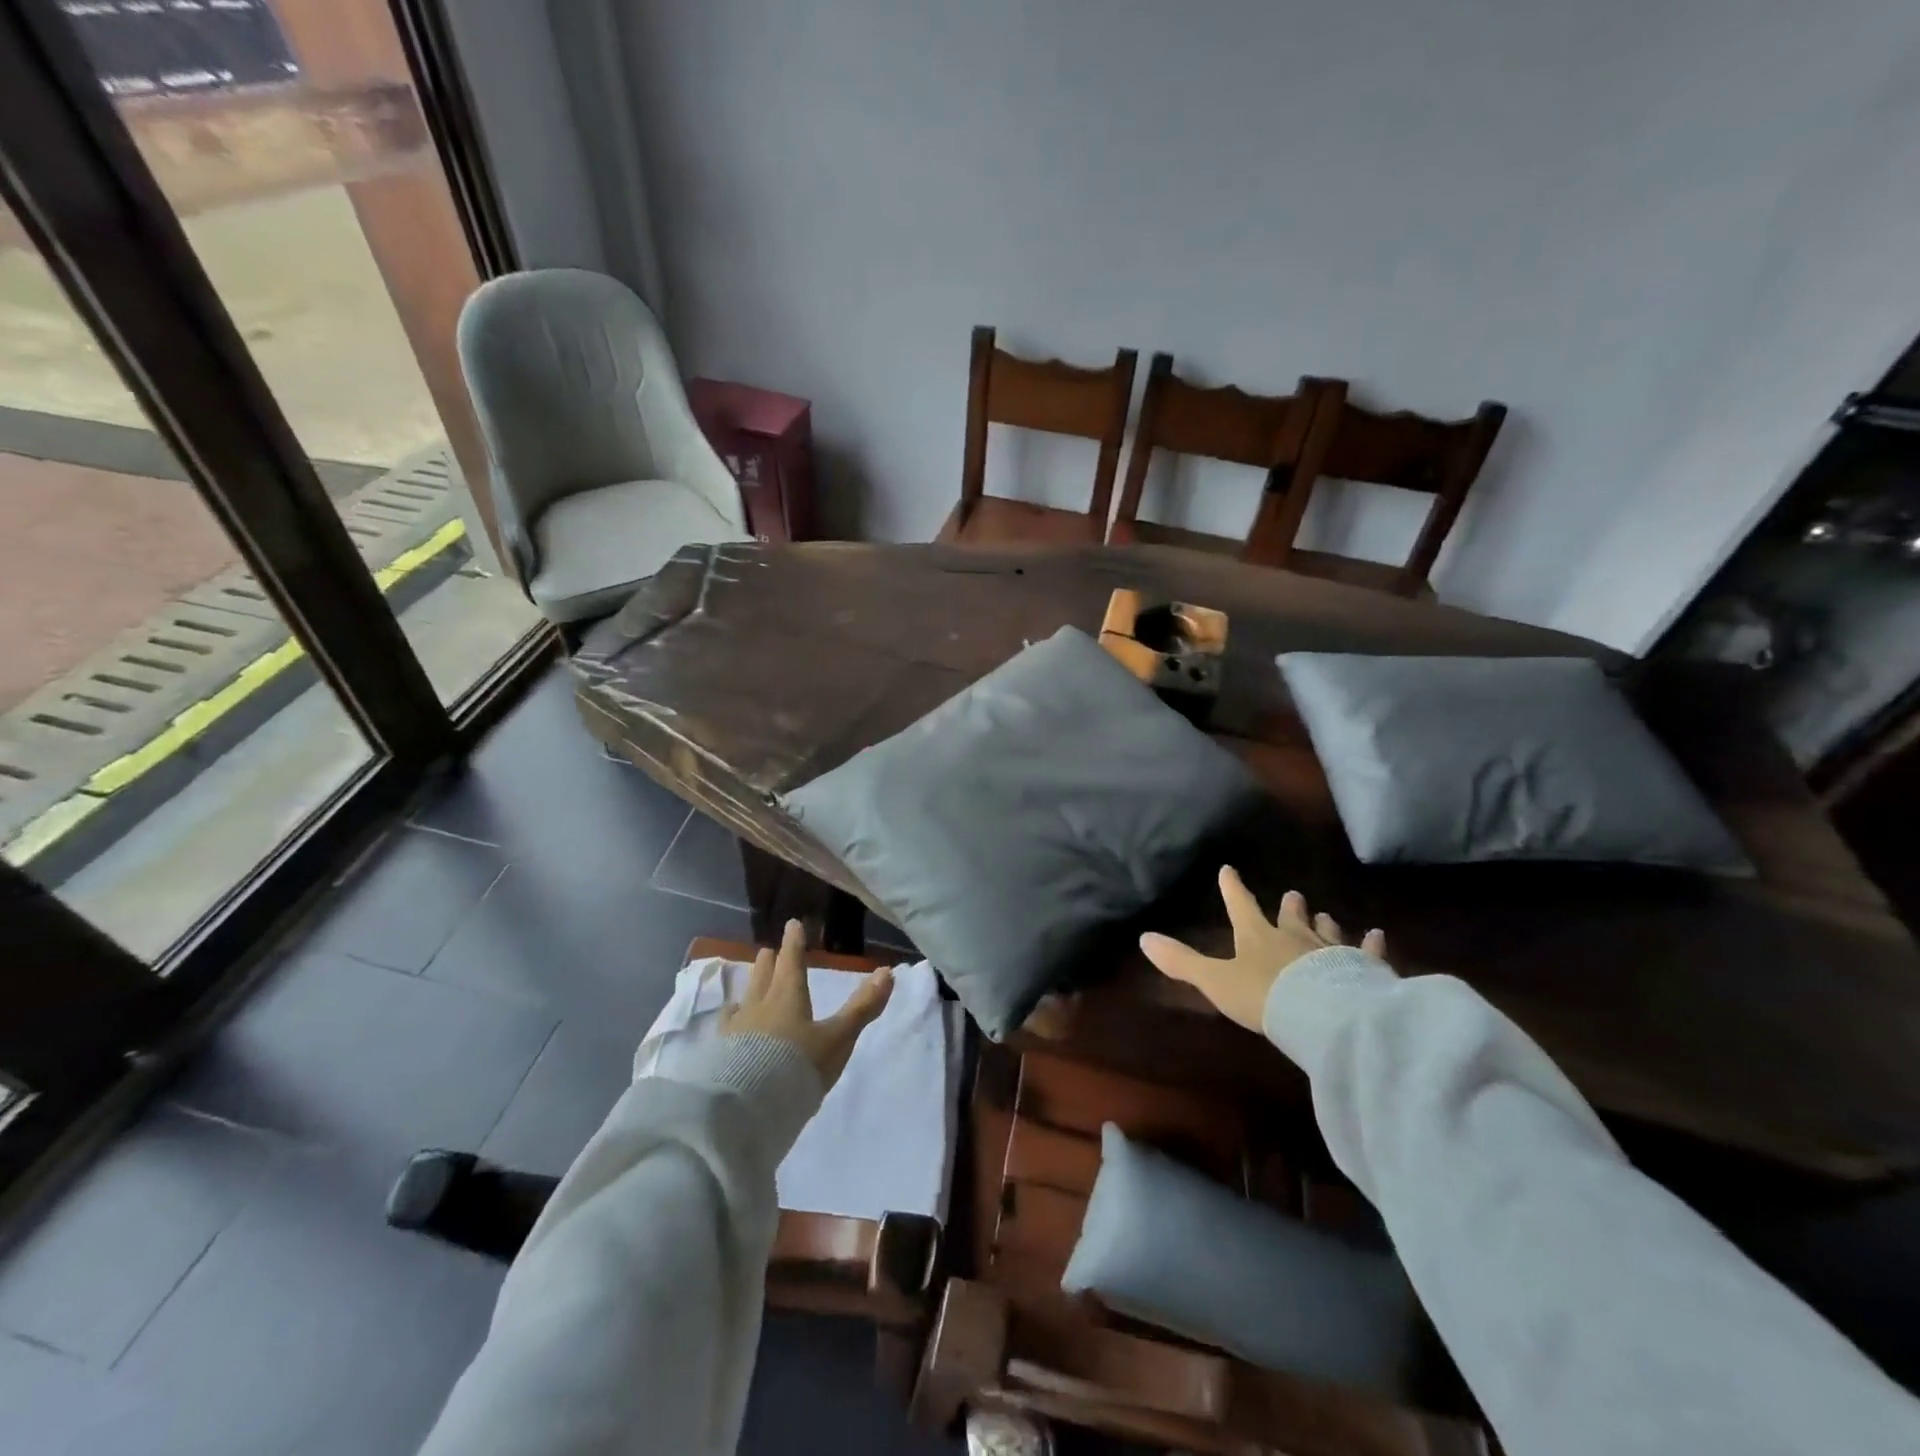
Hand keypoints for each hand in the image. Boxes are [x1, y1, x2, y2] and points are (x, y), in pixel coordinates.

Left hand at [721, 919, 894, 1088]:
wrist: (747, 1107)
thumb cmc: (798, 1065)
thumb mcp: (838, 1038)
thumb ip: (862, 1007)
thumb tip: (887, 971)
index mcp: (788, 996)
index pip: (792, 962)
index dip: (794, 943)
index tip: (792, 924)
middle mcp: (759, 1005)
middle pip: (764, 976)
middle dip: (769, 962)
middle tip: (768, 951)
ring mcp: (736, 1029)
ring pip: (744, 998)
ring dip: (750, 986)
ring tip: (749, 985)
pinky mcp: (720, 1052)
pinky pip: (726, 1025)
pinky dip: (732, 1018)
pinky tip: (729, 1025)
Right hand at [1140, 868, 1385, 1032]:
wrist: (1321, 1014)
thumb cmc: (1263, 996)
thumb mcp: (1215, 981)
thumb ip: (1182, 962)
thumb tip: (1144, 938)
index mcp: (1257, 937)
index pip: (1241, 906)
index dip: (1233, 889)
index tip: (1229, 869)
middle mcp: (1294, 937)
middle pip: (1290, 916)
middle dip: (1289, 905)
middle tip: (1294, 893)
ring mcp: (1330, 951)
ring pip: (1325, 931)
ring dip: (1323, 922)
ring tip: (1326, 914)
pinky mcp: (1361, 968)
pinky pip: (1367, 953)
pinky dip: (1372, 944)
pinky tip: (1378, 935)